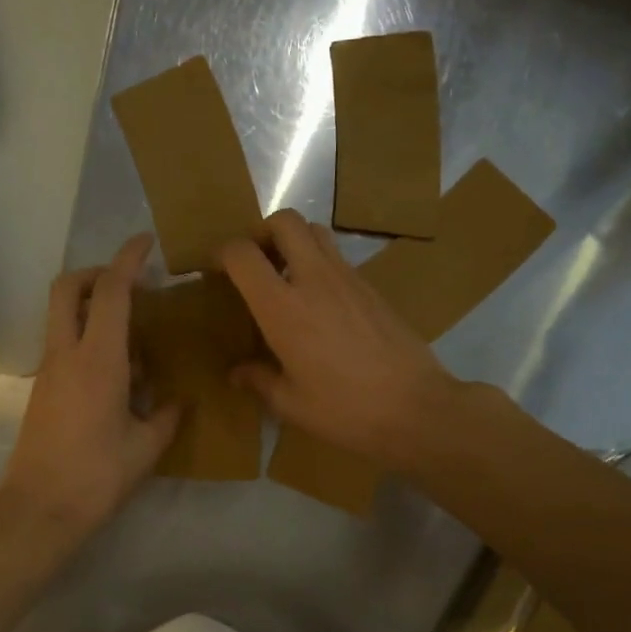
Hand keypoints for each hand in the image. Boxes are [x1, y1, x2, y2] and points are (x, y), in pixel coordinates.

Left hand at [0, 234, 181, 540]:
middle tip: (130, 283)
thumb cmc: (97, 476)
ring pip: (63, 315)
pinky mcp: (43, 389)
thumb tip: (178, 400)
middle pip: (69, 288)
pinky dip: (88, 337)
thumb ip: (166, 416)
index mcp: (98, 360)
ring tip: (135, 333)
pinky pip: (65, 344)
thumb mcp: (145, 447)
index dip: (128, 259)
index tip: (146, 242)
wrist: (38, 508)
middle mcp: (67, 354)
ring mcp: (49, 370)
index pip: (111, 291)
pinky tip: (120, 371)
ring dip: (93, 306)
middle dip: (97, 272)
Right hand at [219, 211, 460, 469]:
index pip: (242, 253)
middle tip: (255, 264)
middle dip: (262, 233)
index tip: (215, 272)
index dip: (221, 254)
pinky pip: (339, 257)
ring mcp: (348, 278)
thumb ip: (259, 380)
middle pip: (285, 221)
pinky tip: (320, 304)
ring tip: (286, 278)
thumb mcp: (291, 404)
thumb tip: (237, 373)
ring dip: (294, 242)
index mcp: (283, 307)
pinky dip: (320, 264)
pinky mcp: (372, 288)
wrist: (415, 408)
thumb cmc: (344, 410)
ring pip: (316, 231)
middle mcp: (314, 279)